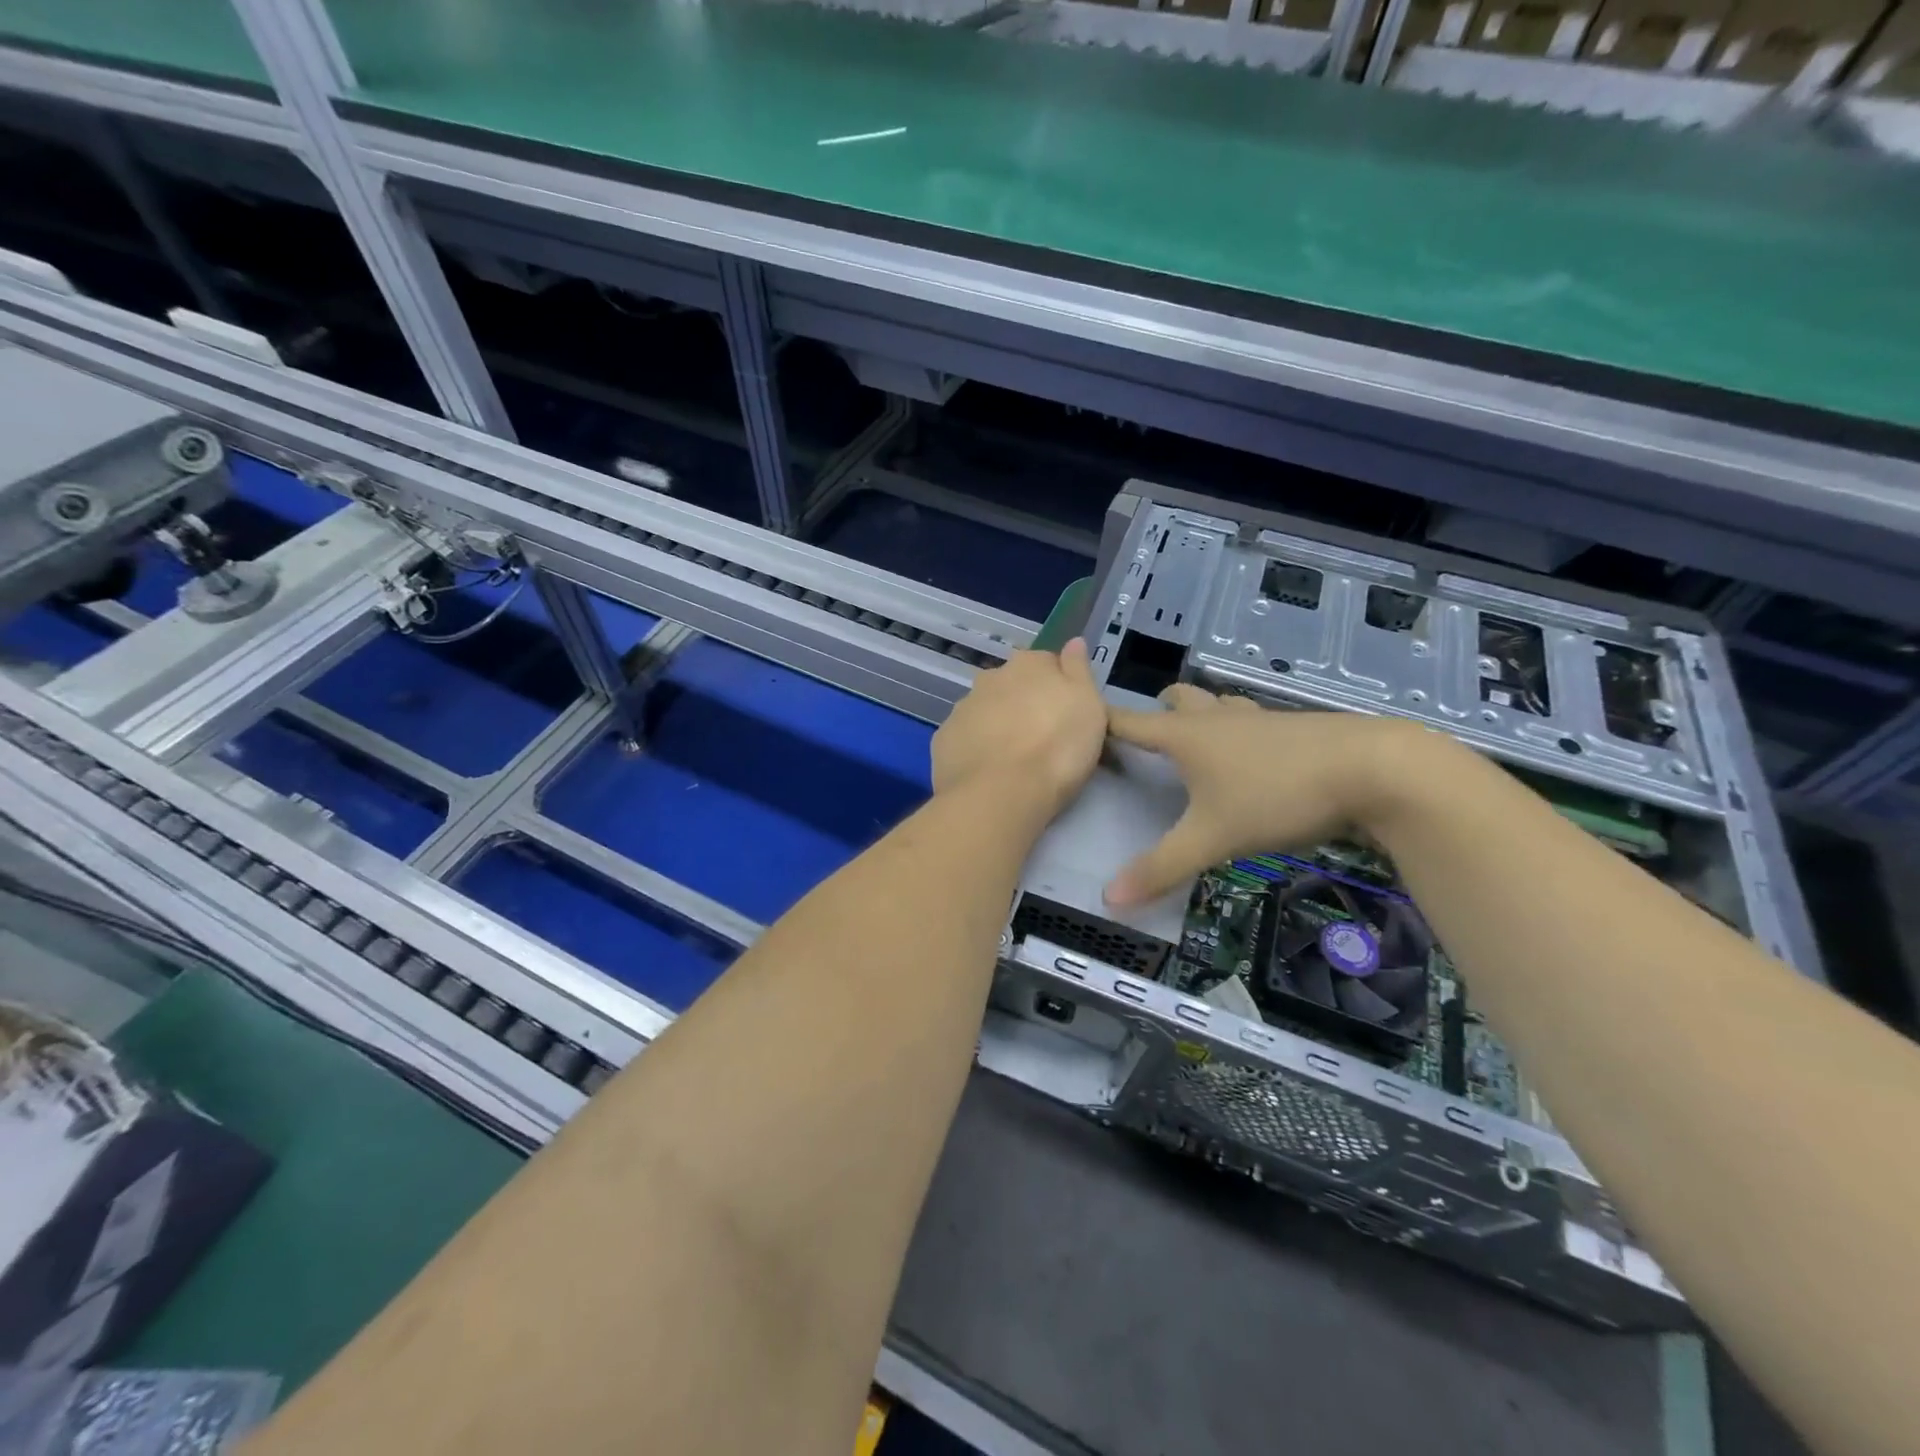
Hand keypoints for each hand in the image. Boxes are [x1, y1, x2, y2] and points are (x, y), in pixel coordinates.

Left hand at [932, 640, 1105, 813]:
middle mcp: (991, 677)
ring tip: (1014, 759)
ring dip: (998, 725)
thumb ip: (1079, 670)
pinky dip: (976, 747)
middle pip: (1013, 685)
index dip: (1059, 687)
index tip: (1067, 714)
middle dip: (1024, 703)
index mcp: (1028, 664)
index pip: (1048, 663)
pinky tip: (988, 770)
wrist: (1001, 793)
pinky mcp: (944, 737)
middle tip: (1041, 737)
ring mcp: (963, 707)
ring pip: (986, 709)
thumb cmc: (1057, 747)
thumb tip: (1073, 641)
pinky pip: (966, 736)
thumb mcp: (1089, 706)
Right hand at [1104, 685, 1427, 906]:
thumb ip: (1162, 867)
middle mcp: (1217, 719)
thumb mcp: (1213, 837)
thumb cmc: (1277, 794)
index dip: (1102, 722)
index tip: (1080, 723)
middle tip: (1148, 736)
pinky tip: (1252, 756)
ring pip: (1219, 705)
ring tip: (1197, 742)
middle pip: (1178, 700)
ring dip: (1202, 715)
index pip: (1128, 722)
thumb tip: (1108, 899)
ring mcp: (1259, 719)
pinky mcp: (1295, 728)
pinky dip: (1239, 730)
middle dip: (1159, 710)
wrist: (1374, 769)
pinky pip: (1252, 721)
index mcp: (1186, 736)